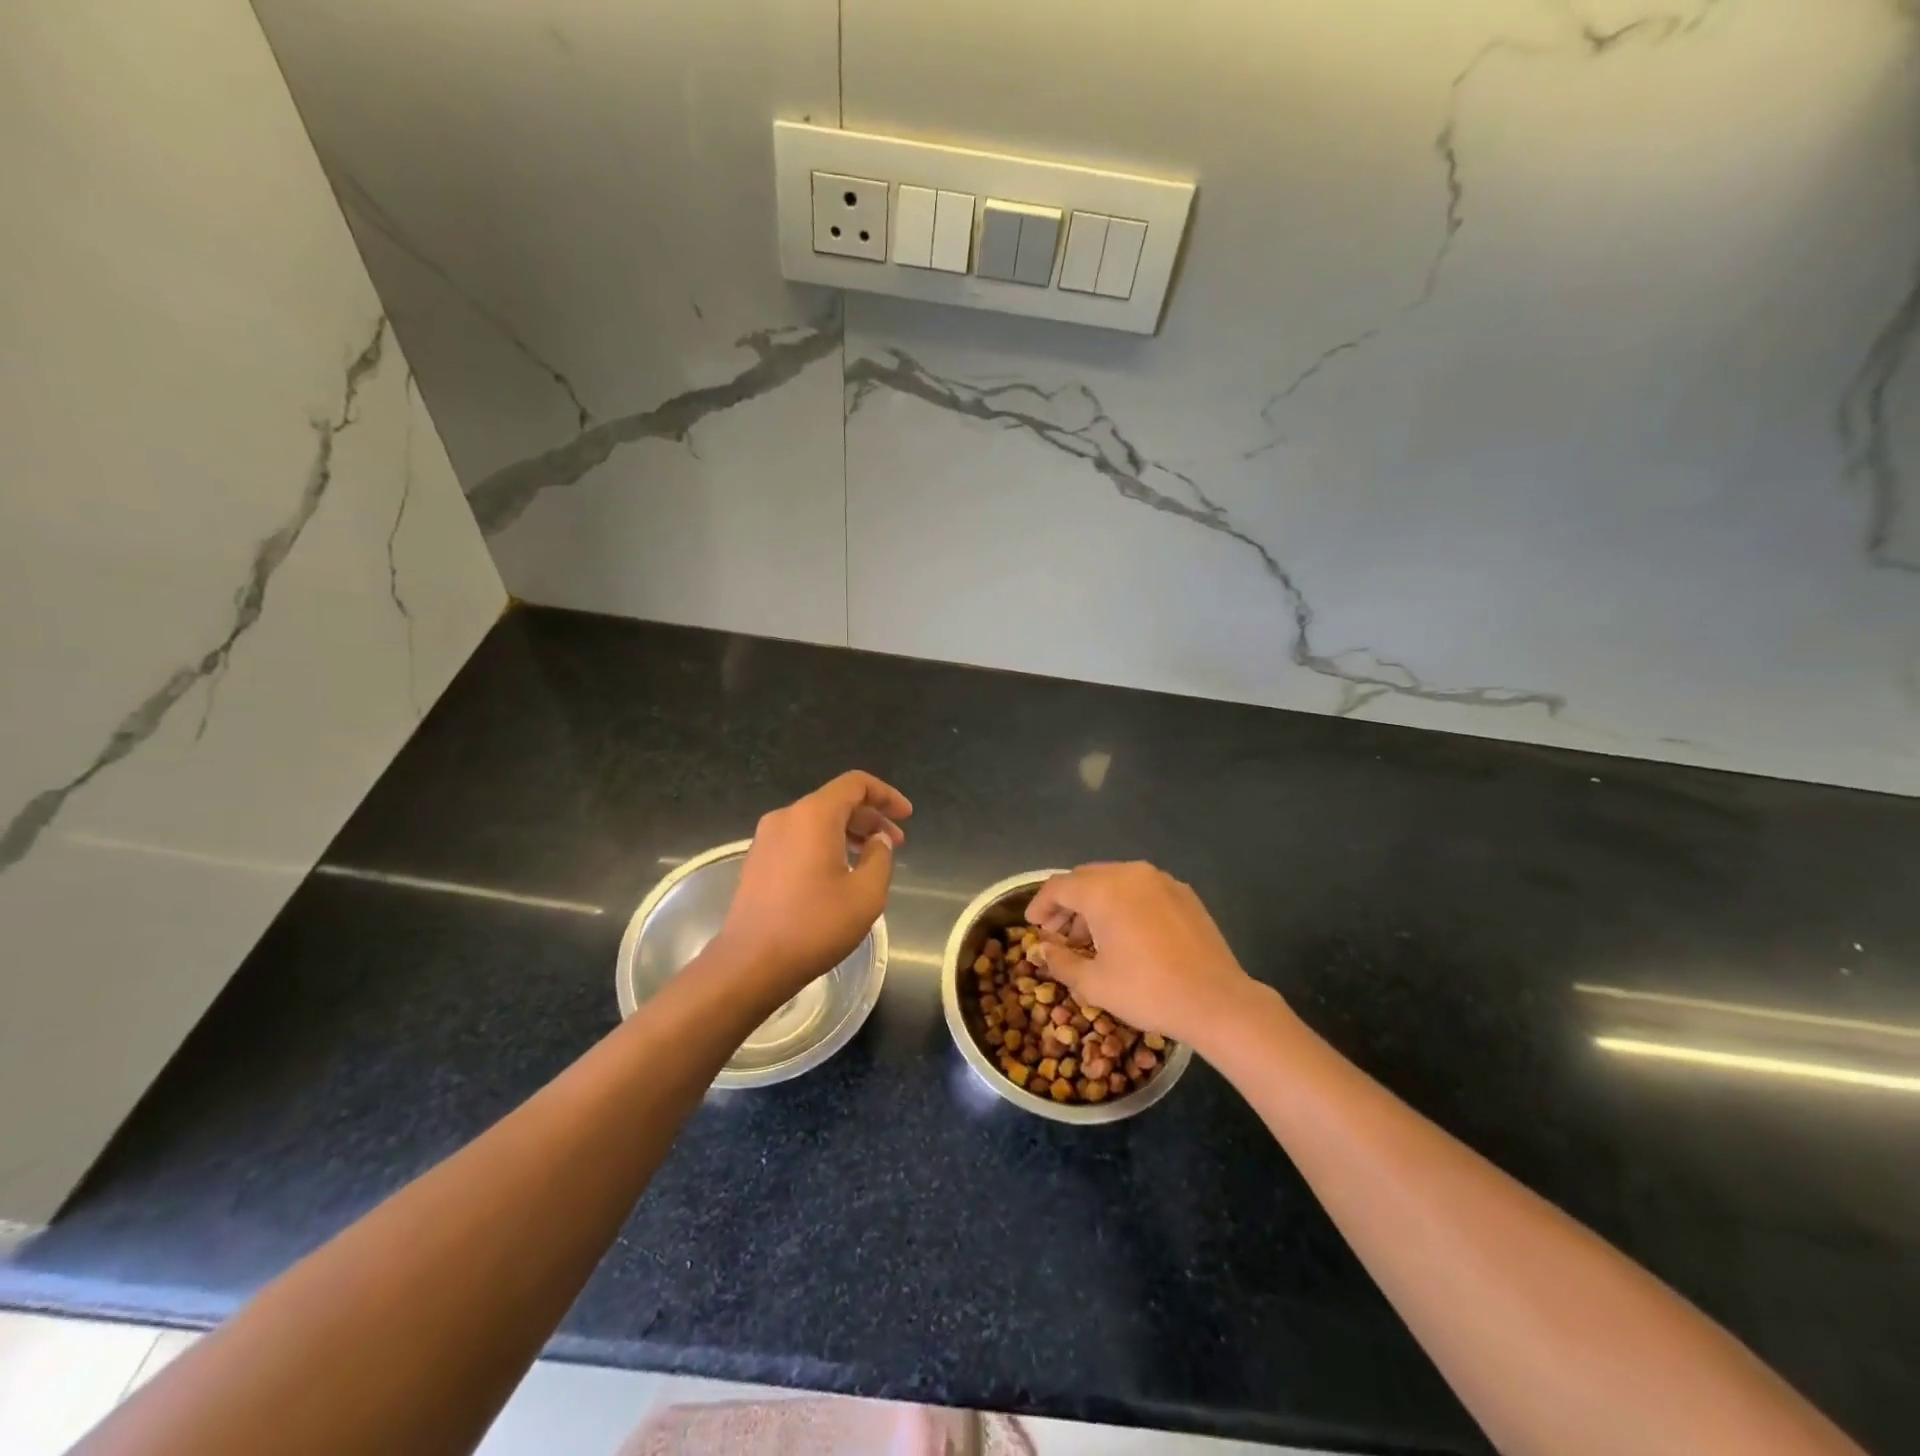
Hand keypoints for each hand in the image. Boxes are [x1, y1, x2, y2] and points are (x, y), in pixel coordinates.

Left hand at [715, 771, 911, 995]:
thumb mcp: (866, 894)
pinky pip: (800, 838)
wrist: (750, 963)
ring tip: (871, 859)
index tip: (906, 816)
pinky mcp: (757, 860)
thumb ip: (880, 858)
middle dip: (871, 817)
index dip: (886, 795)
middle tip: (896, 843)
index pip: (856, 784)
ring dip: (849, 832)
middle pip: (836, 801)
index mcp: (814, 816)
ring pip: (817, 821)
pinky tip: (840, 873)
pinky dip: (826, 844)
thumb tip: (877, 841)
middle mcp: (787, 817)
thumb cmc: (814, 925)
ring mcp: (767, 838)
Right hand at [1027, 862, 1258, 1048]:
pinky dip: (1124, 903)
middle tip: (1057, 932)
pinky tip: (1125, 933)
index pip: (1059, 887)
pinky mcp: (1183, 893)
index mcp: (1103, 890)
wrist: (1216, 1000)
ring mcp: (1161, 880)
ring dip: (1095, 902)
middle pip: (1086, 878)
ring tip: (1090, 936)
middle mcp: (1130, 873)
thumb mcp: (1094, 983)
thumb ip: (1062, 961)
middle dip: (1067, 903)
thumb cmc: (1147, 990)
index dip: (1040, 905)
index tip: (1033, 925)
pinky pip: (1141, 889)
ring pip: (1115, 881)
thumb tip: (1044, 950)